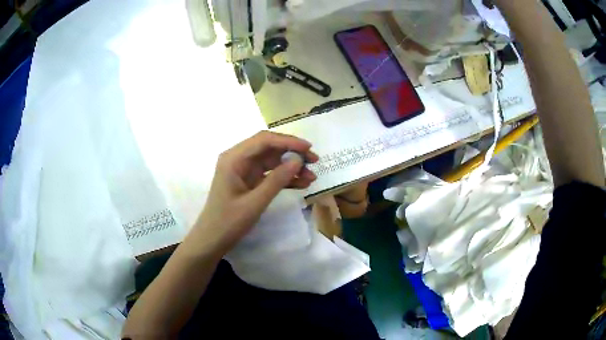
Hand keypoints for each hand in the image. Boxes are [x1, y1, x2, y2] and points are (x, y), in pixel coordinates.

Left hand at [191, 131, 318, 252]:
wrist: (212, 240)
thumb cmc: (228, 222)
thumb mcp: (255, 202)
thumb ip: (277, 180)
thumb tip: (298, 161)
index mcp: (234, 158)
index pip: (264, 140)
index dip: (288, 141)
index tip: (308, 148)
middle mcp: (238, 159)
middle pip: (269, 148)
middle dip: (292, 152)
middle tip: (314, 161)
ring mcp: (244, 170)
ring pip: (272, 161)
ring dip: (291, 167)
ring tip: (312, 177)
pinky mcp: (249, 182)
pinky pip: (269, 174)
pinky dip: (285, 178)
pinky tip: (302, 184)